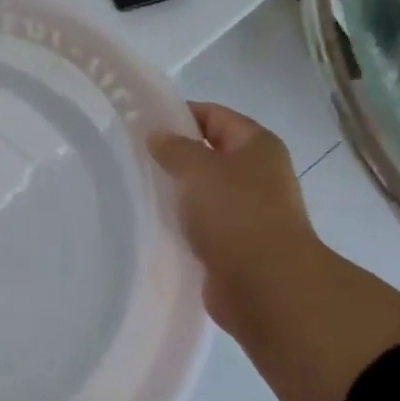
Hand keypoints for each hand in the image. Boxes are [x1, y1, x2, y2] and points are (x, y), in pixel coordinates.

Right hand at [147, 102, 319, 337]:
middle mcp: (257, 175)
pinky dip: (180, 223)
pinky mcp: (235, 245)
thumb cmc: (235, 214)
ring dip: (175, 192)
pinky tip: (152, 224)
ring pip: (202, 192)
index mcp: (258, 146)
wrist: (266, 286)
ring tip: (137, 190)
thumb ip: (173, 148)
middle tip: (133, 158)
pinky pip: (201, 224)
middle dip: (173, 155)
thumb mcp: (198, 169)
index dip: (179, 115)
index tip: (141, 124)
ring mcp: (248, 212)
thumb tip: (157, 135)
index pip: (214, 116)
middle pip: (209, 154)